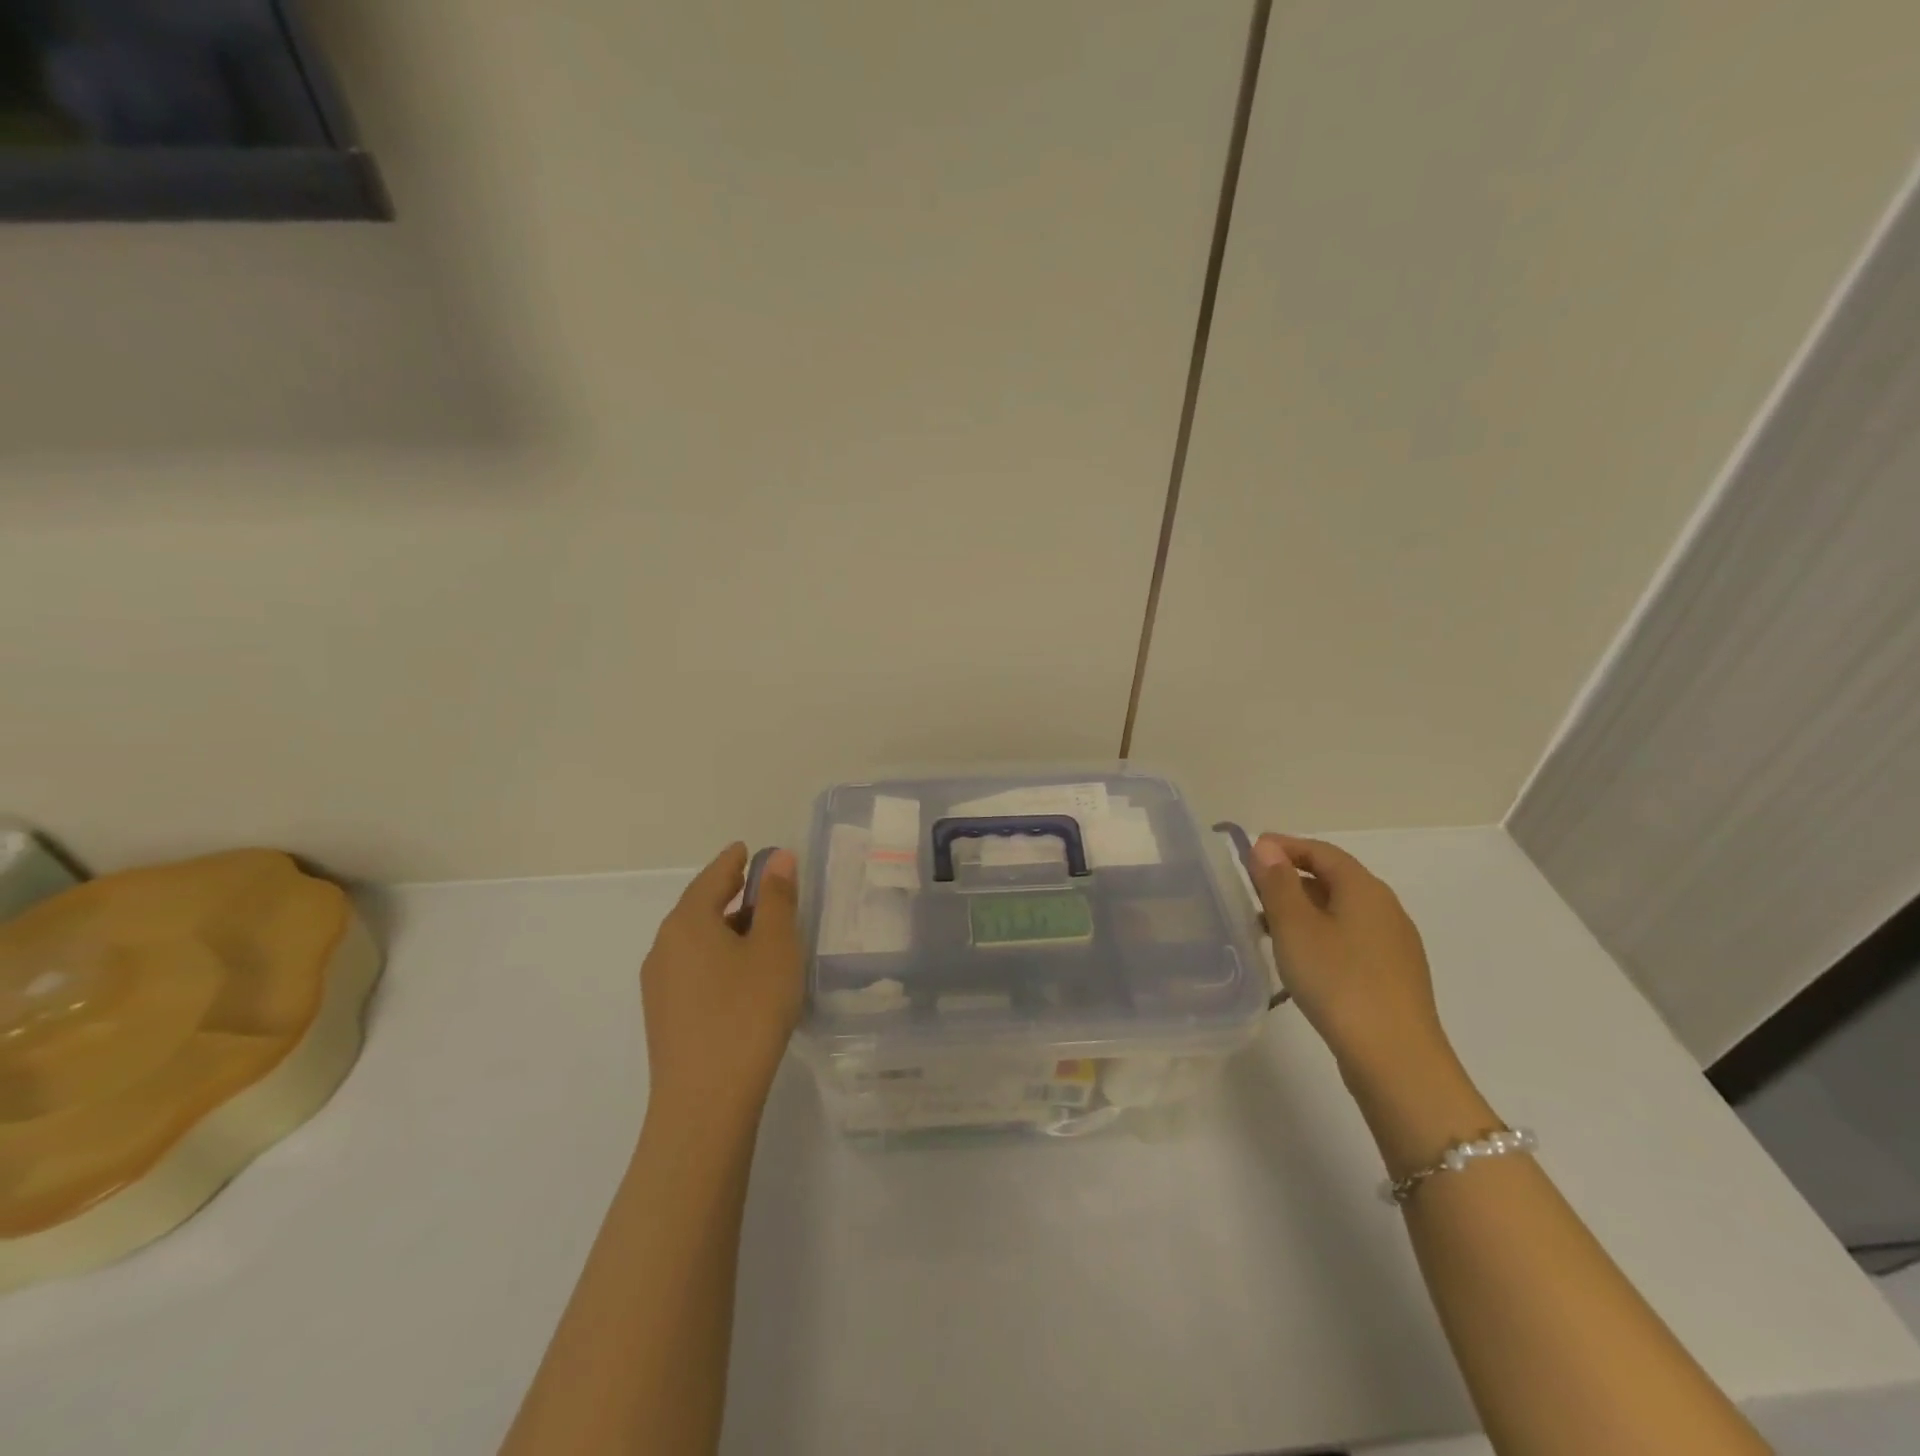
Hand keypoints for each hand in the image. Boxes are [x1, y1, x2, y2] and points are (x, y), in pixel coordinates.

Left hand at [640, 843, 802, 1133]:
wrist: (705, 1102)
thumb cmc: (748, 1011)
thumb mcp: (775, 947)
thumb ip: (777, 899)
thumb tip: (777, 858)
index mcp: (688, 922)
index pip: (713, 877)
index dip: (734, 861)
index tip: (746, 849)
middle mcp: (664, 947)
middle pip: (700, 908)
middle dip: (731, 894)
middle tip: (762, 887)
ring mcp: (659, 985)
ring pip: (696, 941)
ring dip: (726, 929)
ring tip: (761, 934)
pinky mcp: (664, 1017)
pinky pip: (693, 969)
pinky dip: (718, 958)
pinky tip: (742, 977)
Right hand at [1250, 834, 1454, 1090]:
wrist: (1395, 1058)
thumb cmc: (1338, 981)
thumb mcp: (1295, 927)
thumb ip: (1277, 883)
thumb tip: (1267, 846)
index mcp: (1364, 889)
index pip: (1321, 851)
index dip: (1285, 846)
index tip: (1250, 852)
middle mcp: (1386, 908)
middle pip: (1334, 878)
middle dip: (1291, 878)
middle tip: (1252, 890)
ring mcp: (1394, 944)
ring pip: (1341, 911)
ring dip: (1304, 909)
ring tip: (1268, 927)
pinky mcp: (1393, 976)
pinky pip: (1351, 938)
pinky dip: (1321, 934)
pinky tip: (1302, 959)